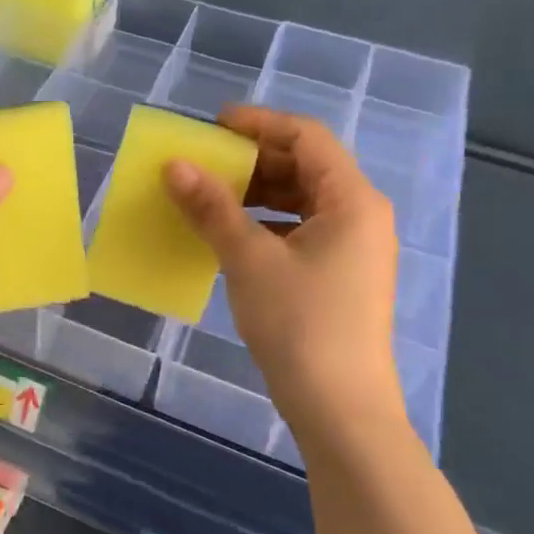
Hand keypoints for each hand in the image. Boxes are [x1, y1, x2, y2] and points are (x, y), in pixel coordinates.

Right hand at [164, 106, 401, 445]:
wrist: (340, 409)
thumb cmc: (300, 323)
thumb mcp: (249, 259)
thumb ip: (212, 207)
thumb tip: (174, 165)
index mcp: (352, 200)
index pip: (306, 137)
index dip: (258, 123)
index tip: (212, 126)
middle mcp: (360, 215)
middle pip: (305, 166)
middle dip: (252, 160)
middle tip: (203, 163)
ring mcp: (352, 248)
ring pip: (300, 200)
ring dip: (255, 193)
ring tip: (208, 197)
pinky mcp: (339, 275)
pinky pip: (299, 230)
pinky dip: (264, 224)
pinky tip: (229, 236)